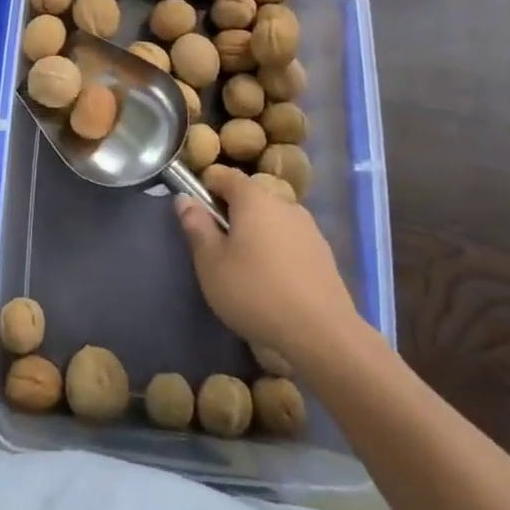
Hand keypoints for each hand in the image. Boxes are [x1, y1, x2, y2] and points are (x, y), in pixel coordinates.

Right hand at [175, 175, 362, 357]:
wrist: (322, 334)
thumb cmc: (255, 291)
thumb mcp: (210, 262)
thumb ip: (196, 226)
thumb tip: (185, 199)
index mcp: (254, 197)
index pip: (223, 175)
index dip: (204, 188)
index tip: (196, 216)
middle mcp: (284, 203)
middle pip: (249, 198)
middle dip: (230, 215)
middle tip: (217, 249)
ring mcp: (309, 228)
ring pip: (271, 221)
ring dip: (255, 235)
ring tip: (246, 270)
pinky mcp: (324, 254)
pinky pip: (290, 242)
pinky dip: (277, 252)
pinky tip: (273, 283)